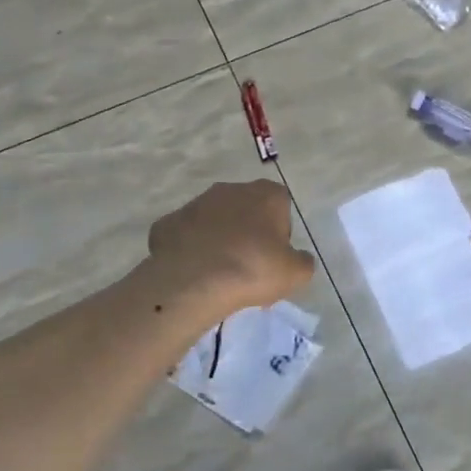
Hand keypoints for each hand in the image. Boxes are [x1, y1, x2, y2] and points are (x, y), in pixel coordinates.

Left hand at [147, 181, 315, 312]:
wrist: (192, 281)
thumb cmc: (253, 269)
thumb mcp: (296, 273)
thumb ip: (302, 261)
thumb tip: (297, 258)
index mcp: (266, 194)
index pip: (281, 205)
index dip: (279, 231)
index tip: (274, 256)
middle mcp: (231, 189)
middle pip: (247, 209)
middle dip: (249, 232)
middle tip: (249, 265)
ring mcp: (196, 203)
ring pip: (215, 220)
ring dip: (220, 239)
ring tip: (220, 273)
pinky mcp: (168, 221)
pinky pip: (187, 235)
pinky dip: (192, 249)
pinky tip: (195, 272)